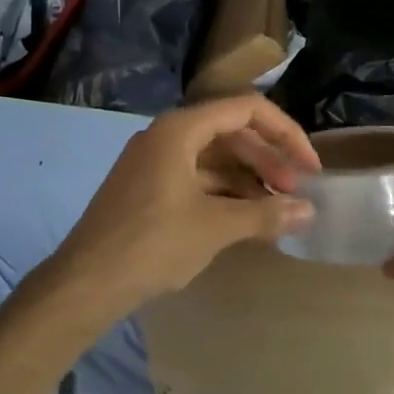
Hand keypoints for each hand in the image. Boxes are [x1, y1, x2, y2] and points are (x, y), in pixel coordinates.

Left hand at [46, 96, 318, 315]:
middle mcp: (166, 136)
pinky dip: (224, 193)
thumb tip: (308, 211)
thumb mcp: (215, 227)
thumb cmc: (152, 244)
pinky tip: (244, 219)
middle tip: (295, 192)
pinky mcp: (147, 188)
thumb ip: (265, 214)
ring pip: (213, 158)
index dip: (285, 134)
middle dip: (268, 159)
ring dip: (248, 178)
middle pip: (231, 132)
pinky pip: (196, 178)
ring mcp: (153, 162)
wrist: (84, 284)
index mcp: (180, 129)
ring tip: (276, 208)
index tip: (309, 167)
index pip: (247, 110)